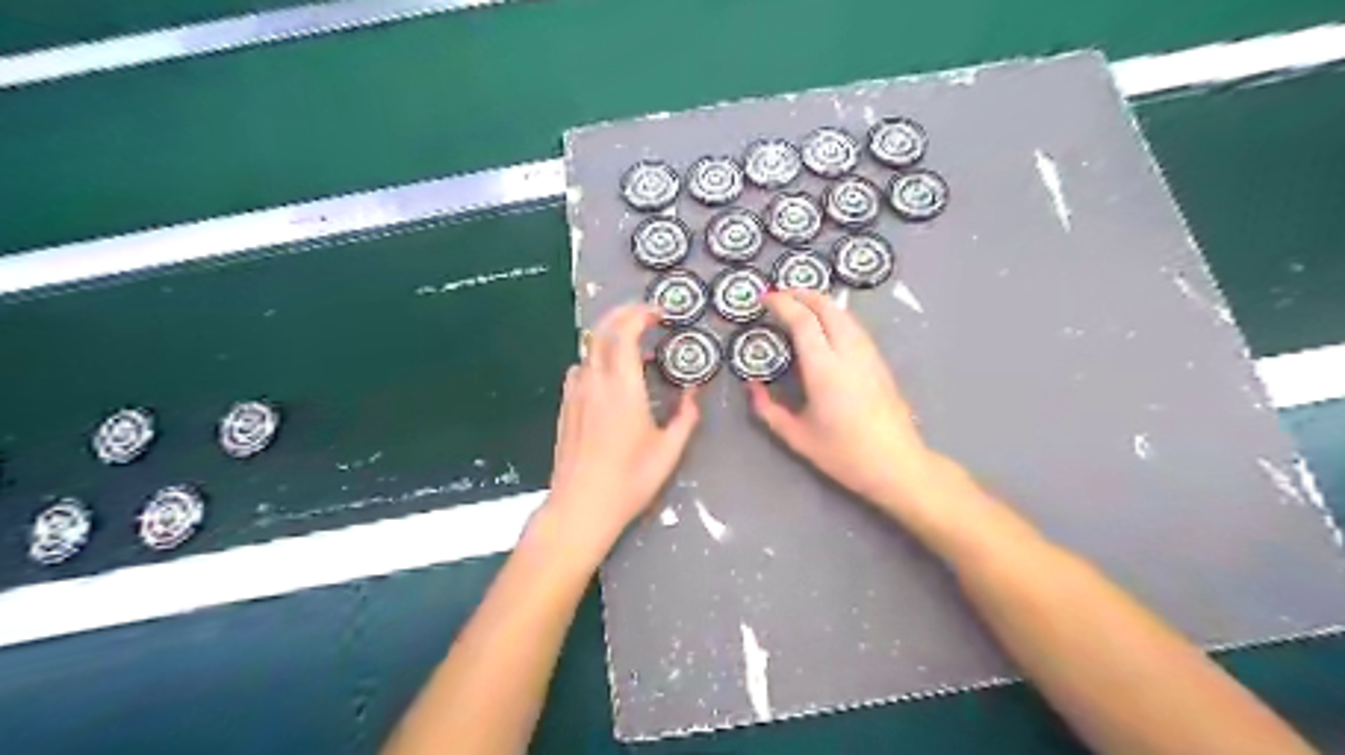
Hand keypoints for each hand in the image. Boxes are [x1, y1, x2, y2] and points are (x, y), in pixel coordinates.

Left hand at [544, 304, 704, 558]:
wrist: (580, 506)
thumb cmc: (629, 480)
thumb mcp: (669, 451)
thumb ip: (685, 416)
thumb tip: (693, 393)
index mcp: (622, 387)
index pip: (624, 332)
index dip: (641, 314)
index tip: (660, 313)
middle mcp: (594, 381)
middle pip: (602, 331)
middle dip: (624, 314)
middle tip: (647, 315)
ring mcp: (575, 393)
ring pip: (588, 348)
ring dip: (610, 336)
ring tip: (633, 346)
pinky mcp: (566, 406)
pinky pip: (581, 368)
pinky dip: (597, 358)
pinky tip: (610, 376)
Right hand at [745, 290, 944, 511]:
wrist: (897, 465)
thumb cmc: (844, 454)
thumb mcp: (797, 437)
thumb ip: (768, 410)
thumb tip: (751, 386)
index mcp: (824, 369)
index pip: (803, 320)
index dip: (782, 304)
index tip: (764, 299)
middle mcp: (849, 353)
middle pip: (827, 307)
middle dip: (802, 293)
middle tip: (780, 295)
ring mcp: (868, 355)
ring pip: (844, 314)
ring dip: (820, 302)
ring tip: (800, 304)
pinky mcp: (879, 362)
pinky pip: (854, 327)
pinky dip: (835, 316)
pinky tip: (826, 326)